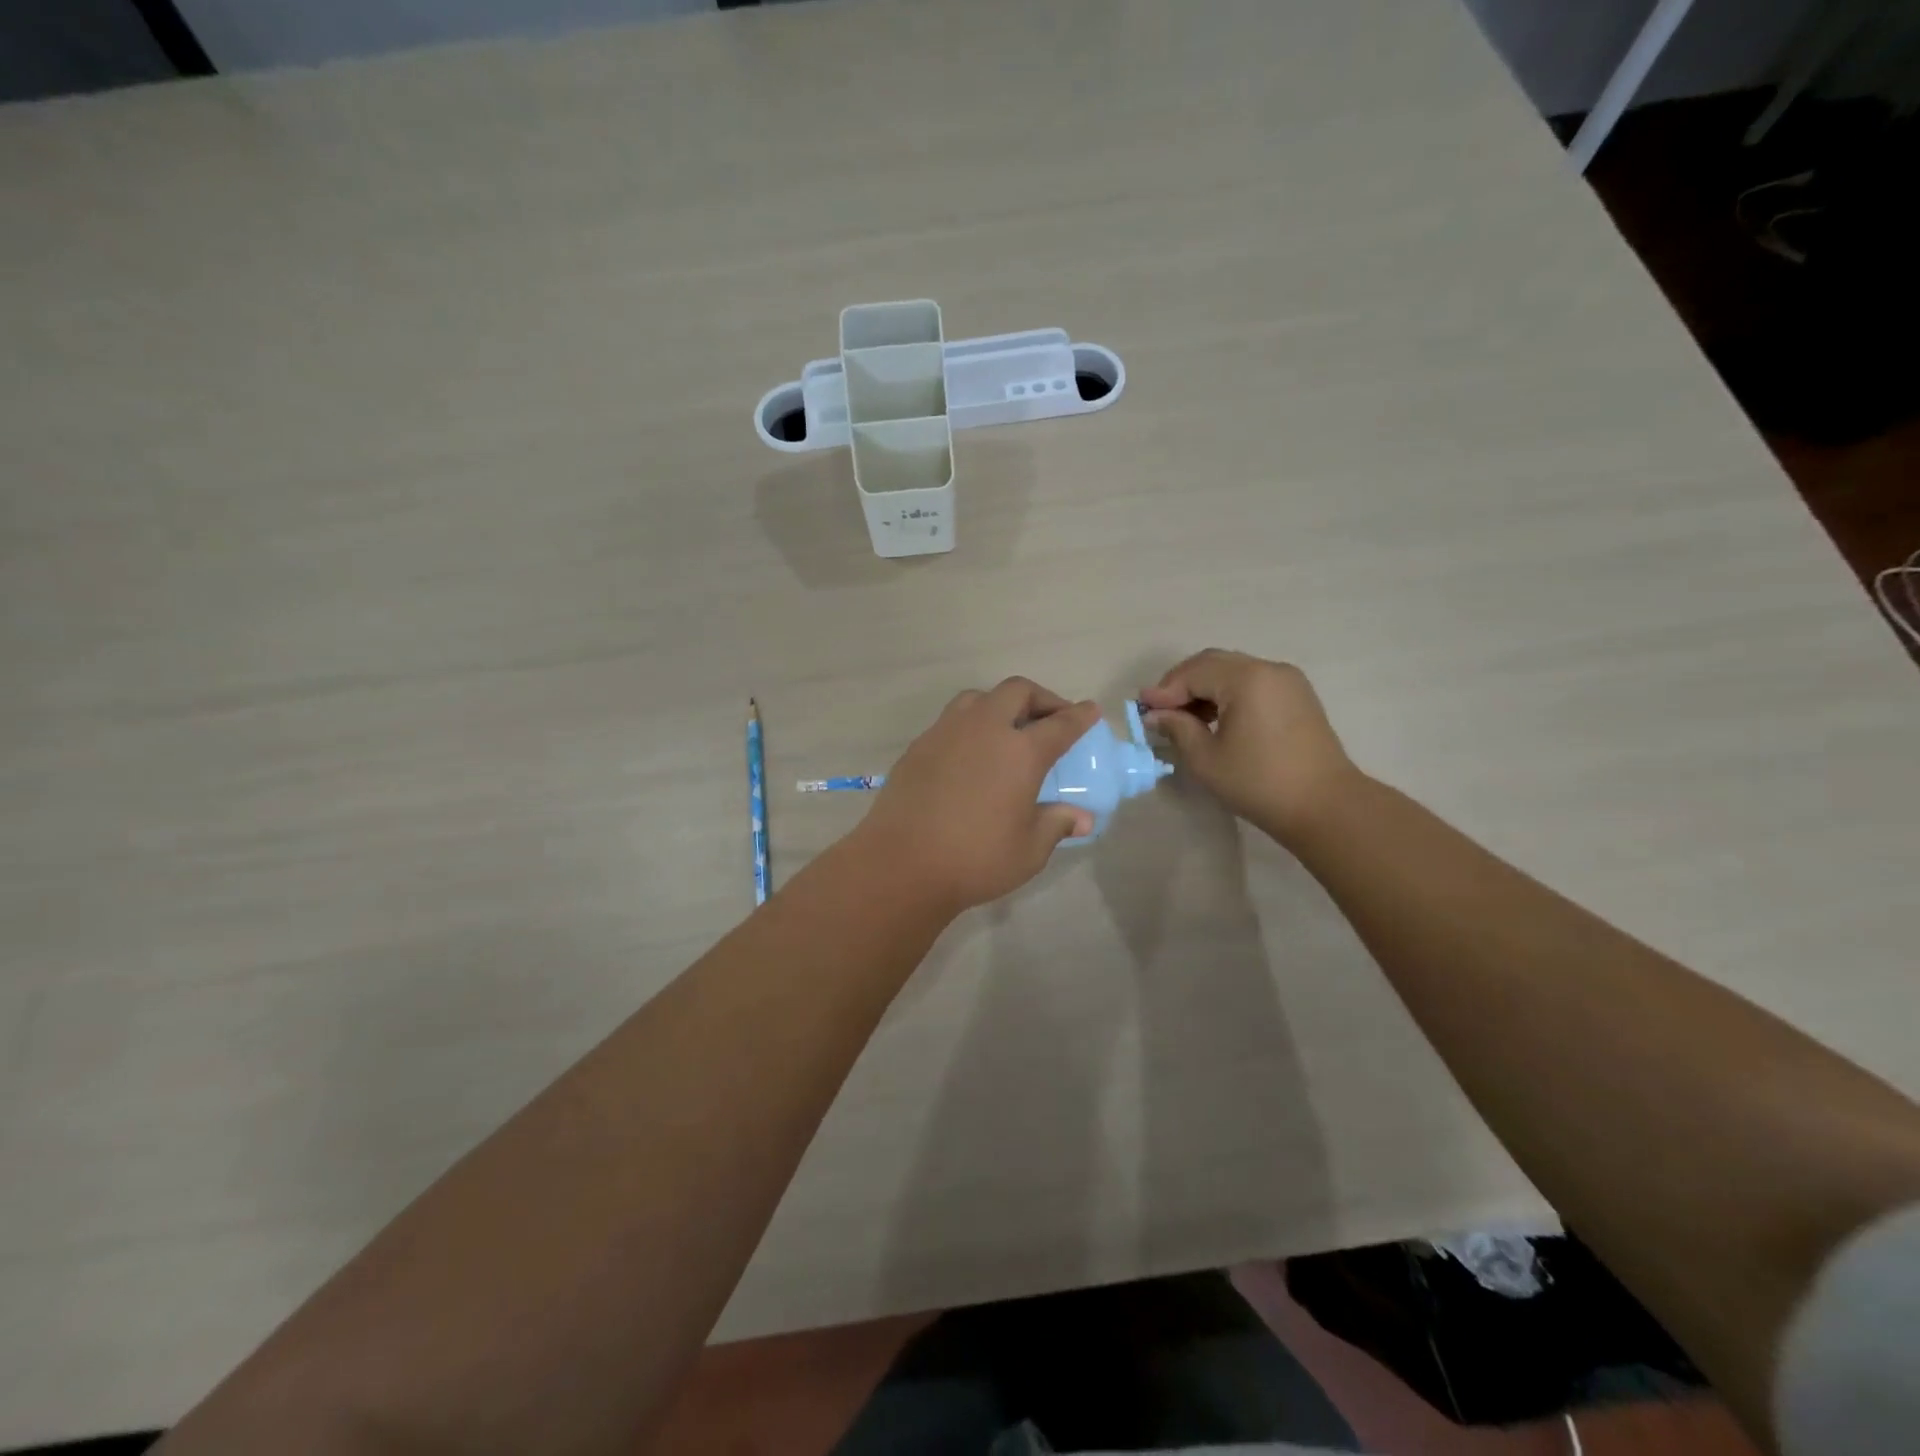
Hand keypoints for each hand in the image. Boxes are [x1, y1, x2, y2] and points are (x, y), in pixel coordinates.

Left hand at [851, 678, 1099, 916]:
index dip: (1079, 716)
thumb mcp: (1029, 850)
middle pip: (1017, 692)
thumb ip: (1057, 825)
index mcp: (1020, 751)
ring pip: (978, 698)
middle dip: (1040, 698)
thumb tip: (1083, 819)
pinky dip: (970, 725)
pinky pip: (951, 720)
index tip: (1090, 710)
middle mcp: (985, 729)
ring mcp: (946, 732)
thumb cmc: (975, 859)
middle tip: (1050, 719)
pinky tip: (970, 753)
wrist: (902, 863)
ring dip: (1000, 704)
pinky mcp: (919, 745)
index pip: (1060, 724)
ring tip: (1007, 729)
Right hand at [1138, 649, 1358, 844]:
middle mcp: (1268, 669)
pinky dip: (1227, 693)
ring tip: (1183, 716)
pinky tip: (1214, 717)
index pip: (1193, 673)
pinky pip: (1252, 682)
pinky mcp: (1297, 696)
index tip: (1141, 708)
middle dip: (1181, 683)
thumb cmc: (1259, 782)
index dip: (1164, 690)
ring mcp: (1287, 681)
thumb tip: (1156, 715)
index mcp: (1246, 679)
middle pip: (1213, 663)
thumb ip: (1178, 729)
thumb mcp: (1206, 759)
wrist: (1325, 806)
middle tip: (1158, 708)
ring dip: (1204, 687)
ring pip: (1233, 670)